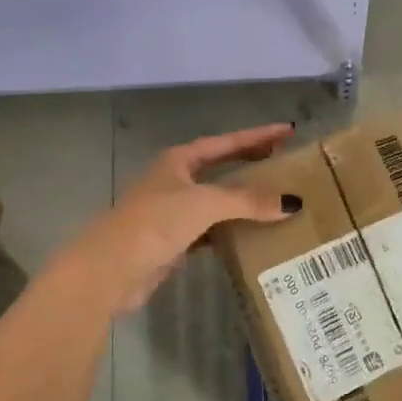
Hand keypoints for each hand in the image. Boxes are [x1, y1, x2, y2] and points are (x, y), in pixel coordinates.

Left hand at [44, 124, 297, 317]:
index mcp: (179, 160)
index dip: (257, 136)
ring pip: (217, 201)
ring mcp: (172, 212)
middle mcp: (175, 181)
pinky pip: (211, 230)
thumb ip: (247, 200)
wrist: (109, 270)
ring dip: (243, 200)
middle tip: (285, 162)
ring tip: (278, 200)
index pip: (226, 142)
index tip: (287, 130)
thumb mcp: (204, 204)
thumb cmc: (154, 222)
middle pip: (221, 168)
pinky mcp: (173, 242)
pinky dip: (232, 230)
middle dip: (251, 164)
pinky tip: (253, 235)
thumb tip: (292, 202)